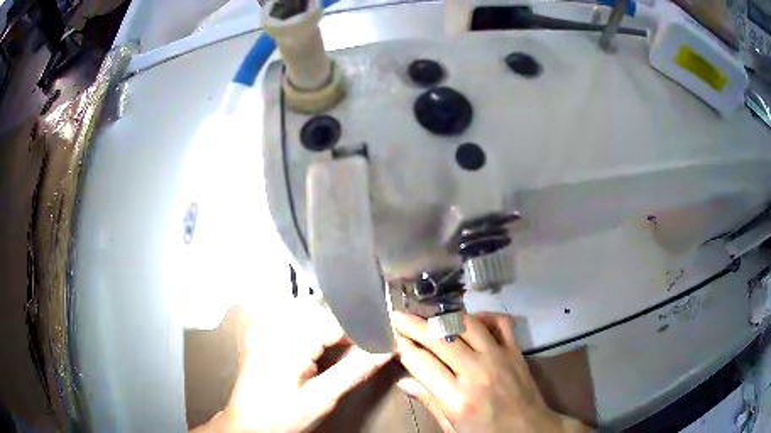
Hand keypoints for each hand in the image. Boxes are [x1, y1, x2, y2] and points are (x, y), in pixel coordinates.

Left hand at [194, 306, 392, 432]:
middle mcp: (273, 325)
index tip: (383, 340)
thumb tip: (386, 350)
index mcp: (287, 341)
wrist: (248, 423)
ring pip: (309, 312)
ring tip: (343, 349)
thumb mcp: (322, 398)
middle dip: (346, 329)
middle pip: (322, 312)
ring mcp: (264, 326)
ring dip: (330, 328)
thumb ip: (354, 371)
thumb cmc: (282, 415)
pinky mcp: (262, 332)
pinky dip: (313, 329)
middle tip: (364, 349)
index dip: (362, 330)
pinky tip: (319, 348)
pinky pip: (294, 319)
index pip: (335, 321)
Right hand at [394, 312, 591, 432]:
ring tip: (429, 314)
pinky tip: (471, 320)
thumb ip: (430, 402)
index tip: (393, 335)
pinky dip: (484, 316)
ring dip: (445, 316)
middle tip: (400, 315)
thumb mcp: (453, 428)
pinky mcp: (515, 351)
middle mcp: (476, 372)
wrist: (530, 431)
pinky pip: (500, 323)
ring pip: (467, 325)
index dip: (404, 347)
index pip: (422, 363)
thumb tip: (404, 382)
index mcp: (457, 398)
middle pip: (440, 339)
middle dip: (415, 325)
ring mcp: (499, 357)